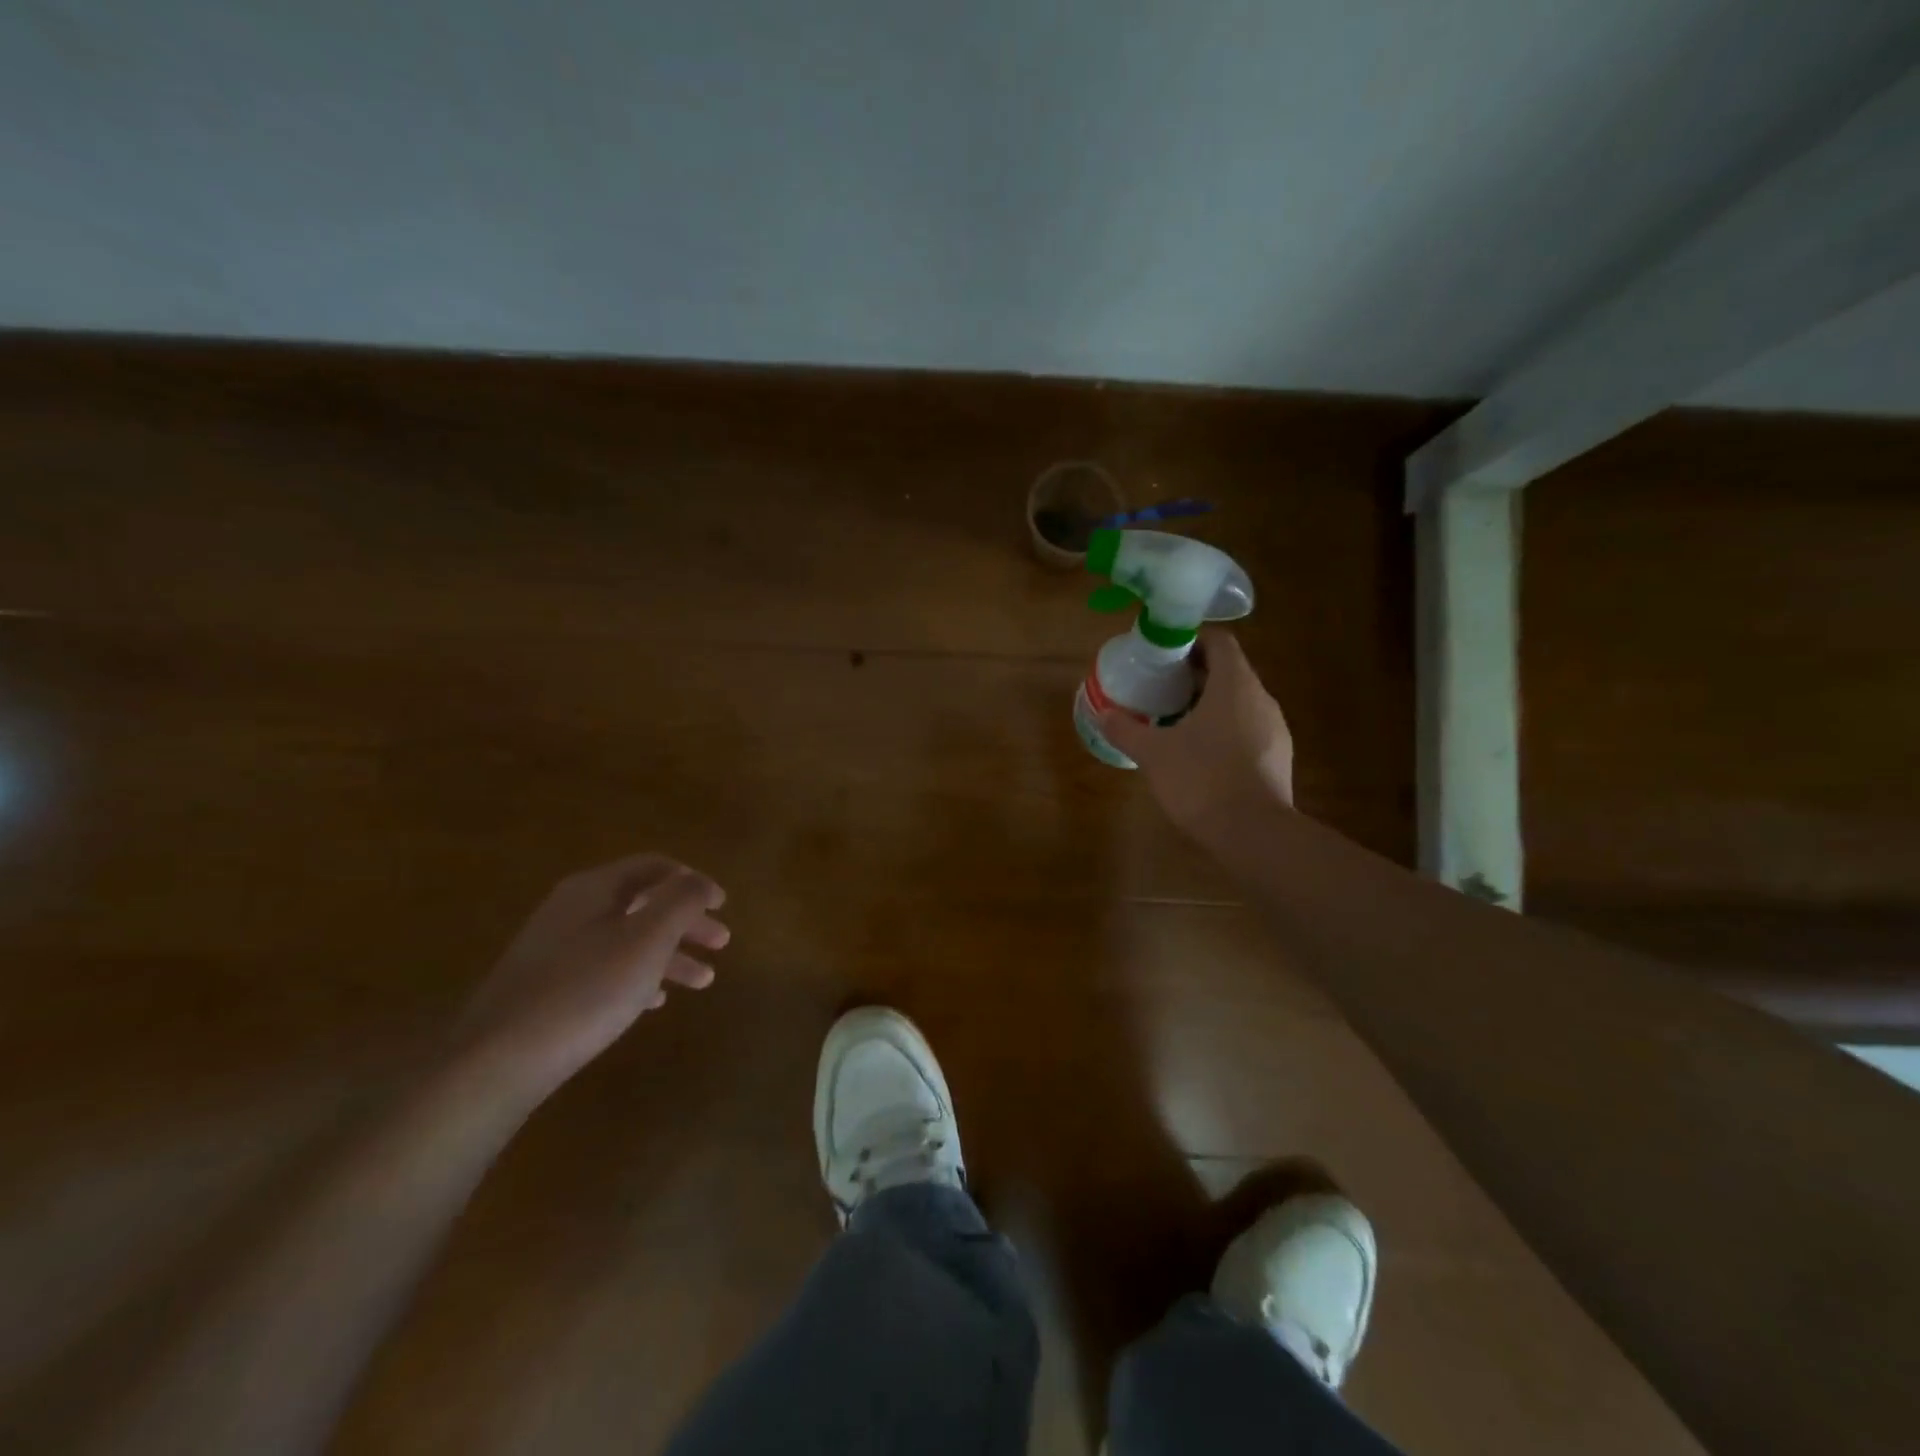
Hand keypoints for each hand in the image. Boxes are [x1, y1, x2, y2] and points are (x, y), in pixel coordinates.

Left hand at [451, 854, 729, 1105]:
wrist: (496, 1060)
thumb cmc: (585, 990)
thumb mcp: (647, 939)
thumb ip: (681, 901)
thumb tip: (700, 882)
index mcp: (595, 889)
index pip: (655, 867)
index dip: (693, 882)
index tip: (723, 905)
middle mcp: (572, 910)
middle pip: (643, 903)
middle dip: (687, 921)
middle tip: (722, 943)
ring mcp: (555, 949)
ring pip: (626, 939)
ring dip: (669, 954)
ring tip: (703, 981)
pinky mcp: (545, 988)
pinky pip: (604, 969)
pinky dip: (638, 976)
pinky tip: (653, 1001)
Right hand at [1098, 627, 1294, 838]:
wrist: (1253, 833)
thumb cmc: (1201, 779)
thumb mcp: (1153, 753)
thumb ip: (1126, 730)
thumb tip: (1103, 714)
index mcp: (1234, 684)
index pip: (1220, 642)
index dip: (1192, 641)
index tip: (1164, 656)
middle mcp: (1261, 699)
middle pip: (1230, 672)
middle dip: (1195, 676)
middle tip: (1161, 689)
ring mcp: (1275, 730)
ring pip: (1240, 703)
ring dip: (1210, 705)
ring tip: (1176, 722)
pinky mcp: (1278, 759)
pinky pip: (1248, 731)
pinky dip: (1224, 731)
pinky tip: (1200, 755)